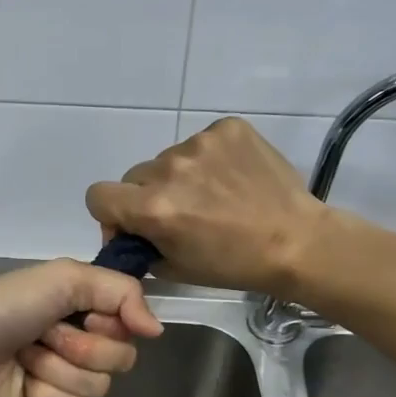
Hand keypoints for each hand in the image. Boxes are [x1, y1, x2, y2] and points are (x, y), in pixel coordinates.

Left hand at [0, 259, 162, 396]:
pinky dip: (45, 395)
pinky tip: (21, 382)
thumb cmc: (7, 304)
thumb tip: (158, 330)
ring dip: (57, 370)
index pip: (131, 328)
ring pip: (97, 389)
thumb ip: (123, 292)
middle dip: (79, 347)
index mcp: (87, 308)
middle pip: (119, 361)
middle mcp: (82, 342)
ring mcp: (65, 378)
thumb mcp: (66, 277)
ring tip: (25, 356)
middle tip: (44, 334)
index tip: (83, 314)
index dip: (109, 324)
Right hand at [85, 117, 329, 298]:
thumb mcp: (176, 268)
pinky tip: (233, 179)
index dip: (111, 212)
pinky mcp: (228, 128)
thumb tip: (130, 233)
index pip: (98, 195)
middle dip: (149, 195)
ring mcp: (200, 143)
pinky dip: (210, 160)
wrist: (297, 242)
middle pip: (135, 176)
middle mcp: (169, 169)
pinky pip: (202, 142)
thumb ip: (141, 246)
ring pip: (169, 160)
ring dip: (181, 177)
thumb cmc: (235, 265)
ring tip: (216, 196)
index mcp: (153, 208)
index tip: (133, 224)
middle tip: (181, 214)